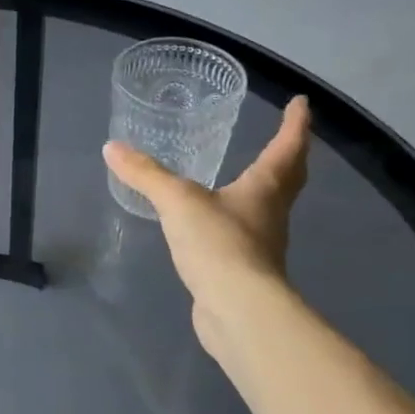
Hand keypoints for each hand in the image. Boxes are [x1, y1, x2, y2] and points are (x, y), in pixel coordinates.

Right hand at [103, 96, 312, 336]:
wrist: (237, 310)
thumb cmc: (218, 244)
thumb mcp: (177, 201)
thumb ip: (146, 174)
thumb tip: (112, 148)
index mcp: (264, 188)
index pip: (286, 147)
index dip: (295, 124)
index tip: (302, 103)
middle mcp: (270, 212)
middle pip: (289, 178)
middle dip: (291, 155)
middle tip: (289, 136)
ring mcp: (262, 244)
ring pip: (271, 207)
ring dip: (267, 188)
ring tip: (248, 175)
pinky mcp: (246, 270)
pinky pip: (247, 234)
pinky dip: (239, 220)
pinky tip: (218, 223)